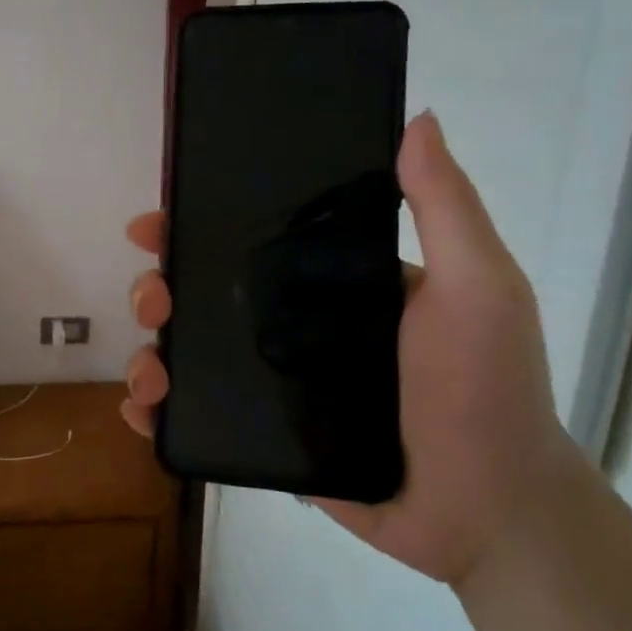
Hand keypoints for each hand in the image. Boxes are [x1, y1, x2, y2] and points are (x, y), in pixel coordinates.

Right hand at [122, 111, 580, 586]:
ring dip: (152, 352)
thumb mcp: (476, 286)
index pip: (250, 241)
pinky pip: (200, 416)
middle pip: (206, 295)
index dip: (197, 227)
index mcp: (332, 282)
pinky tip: (143, 410)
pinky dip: (159, 411)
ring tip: (149, 370)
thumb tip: (418, 118)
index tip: (156, 224)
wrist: (489, 511)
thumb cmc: (483, 390)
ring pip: (193, 355)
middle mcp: (296, 325)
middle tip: (151, 299)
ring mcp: (276, 383)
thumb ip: (445, 207)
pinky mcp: (266, 436)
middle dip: (161, 288)